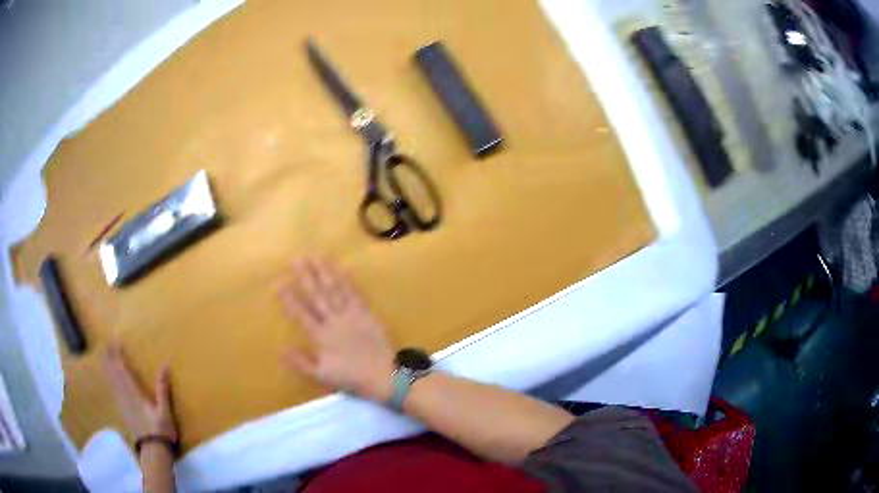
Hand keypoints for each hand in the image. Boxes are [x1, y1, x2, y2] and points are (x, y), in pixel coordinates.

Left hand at [104, 342, 178, 443]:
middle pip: (114, 373)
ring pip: (111, 381)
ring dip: (108, 367)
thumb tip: (165, 365)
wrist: (153, 451)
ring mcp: (122, 404)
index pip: (122, 370)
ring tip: (104, 356)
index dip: (117, 355)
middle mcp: (124, 395)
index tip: (114, 341)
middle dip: (110, 358)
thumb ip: (162, 388)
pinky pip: (113, 390)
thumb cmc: (160, 431)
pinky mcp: (123, 411)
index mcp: (134, 393)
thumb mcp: (164, 411)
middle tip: (105, 343)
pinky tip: (109, 379)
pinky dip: (110, 380)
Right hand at [278, 258, 394, 402]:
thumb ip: (301, 362)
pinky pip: (354, 293)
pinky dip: (346, 280)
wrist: (384, 375)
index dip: (289, 298)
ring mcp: (351, 315)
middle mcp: (334, 321)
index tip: (278, 283)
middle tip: (296, 259)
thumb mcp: (322, 375)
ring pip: (334, 290)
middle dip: (306, 277)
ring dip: (324, 272)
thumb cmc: (351, 377)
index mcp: (321, 336)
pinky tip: (340, 268)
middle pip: (317, 296)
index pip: (301, 314)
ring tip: (315, 256)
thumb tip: (281, 349)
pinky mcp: (365, 312)